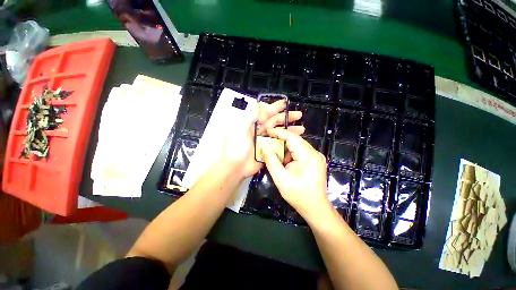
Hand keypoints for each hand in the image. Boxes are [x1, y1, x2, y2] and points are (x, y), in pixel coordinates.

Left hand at [221, 100, 303, 178]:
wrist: (235, 168)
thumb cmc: (234, 149)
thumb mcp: (238, 130)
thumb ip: (248, 117)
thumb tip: (257, 105)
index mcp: (251, 124)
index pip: (265, 113)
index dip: (274, 107)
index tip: (284, 104)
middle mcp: (258, 131)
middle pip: (274, 121)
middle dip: (286, 117)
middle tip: (298, 115)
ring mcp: (264, 141)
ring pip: (278, 132)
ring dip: (289, 129)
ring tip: (301, 128)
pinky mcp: (268, 150)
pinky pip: (278, 144)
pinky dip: (286, 142)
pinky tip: (294, 141)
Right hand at [261, 128, 330, 222]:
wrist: (316, 208)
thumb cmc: (298, 195)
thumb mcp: (280, 179)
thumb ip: (271, 161)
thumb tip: (264, 147)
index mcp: (309, 156)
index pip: (292, 137)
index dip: (279, 132)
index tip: (267, 131)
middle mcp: (315, 153)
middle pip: (295, 140)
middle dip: (280, 140)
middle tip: (268, 141)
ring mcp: (316, 156)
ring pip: (297, 145)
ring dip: (285, 147)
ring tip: (274, 151)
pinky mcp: (315, 160)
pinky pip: (300, 151)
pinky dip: (290, 153)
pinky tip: (283, 159)